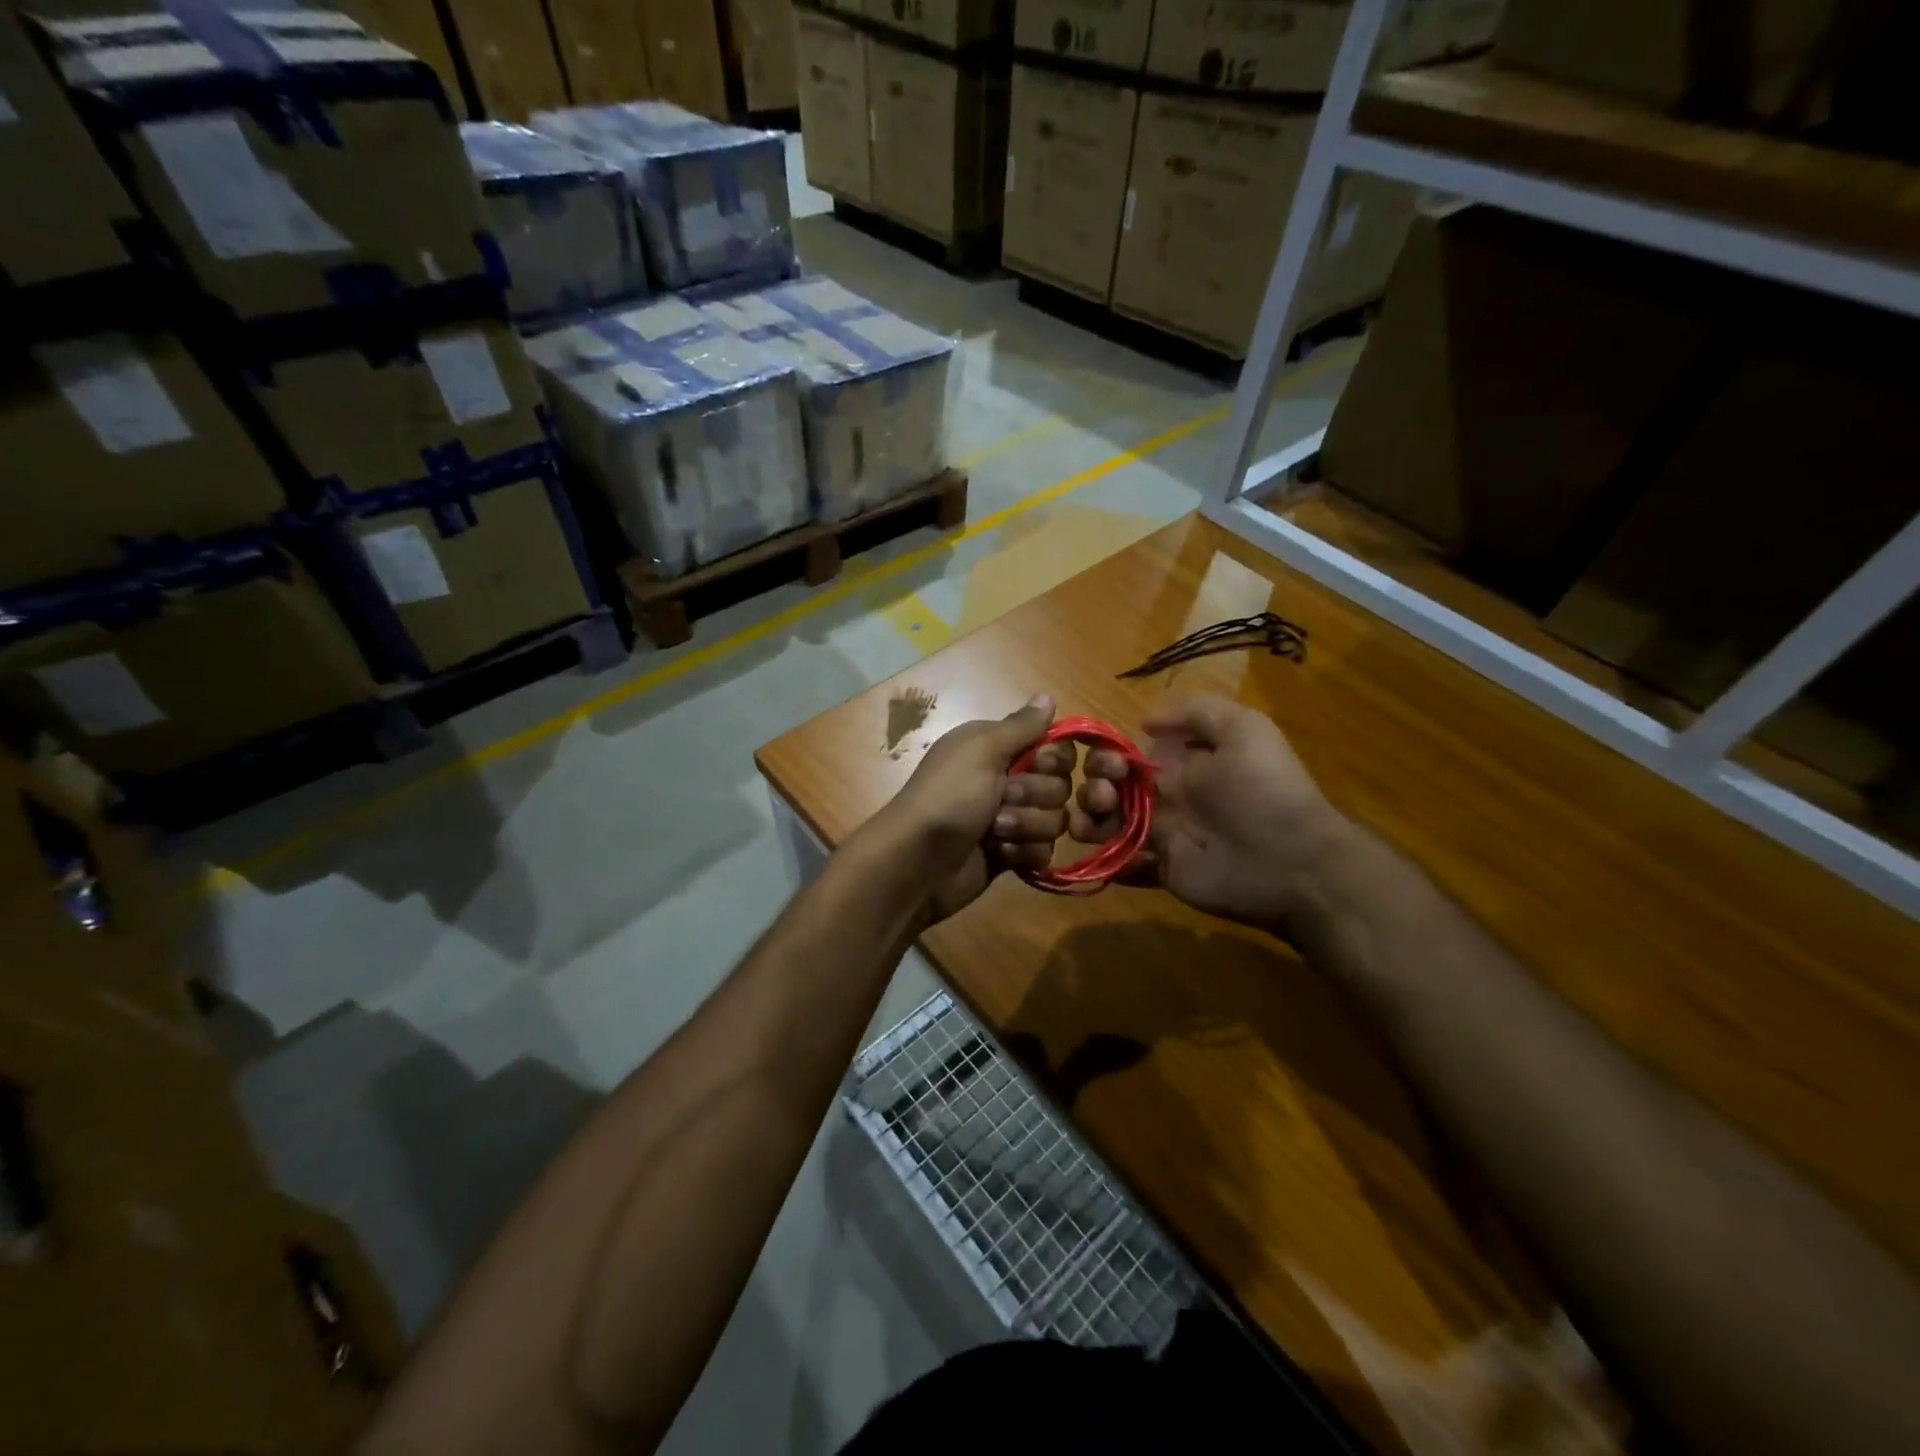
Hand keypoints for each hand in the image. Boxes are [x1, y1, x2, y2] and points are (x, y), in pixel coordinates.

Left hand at [873, 694, 1072, 923]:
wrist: (918, 861)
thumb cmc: (948, 796)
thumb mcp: (981, 750)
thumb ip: (1020, 725)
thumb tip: (1048, 695)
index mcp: (998, 748)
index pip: (1054, 747)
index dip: (1053, 759)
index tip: (1037, 763)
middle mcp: (1007, 780)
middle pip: (1059, 785)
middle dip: (1034, 795)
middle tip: (1001, 800)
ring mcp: (1011, 819)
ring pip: (1054, 820)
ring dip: (1025, 826)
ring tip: (994, 832)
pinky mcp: (1011, 854)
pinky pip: (1043, 851)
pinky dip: (1022, 853)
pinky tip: (998, 854)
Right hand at [1069, 693, 1349, 931]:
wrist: (1293, 862)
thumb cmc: (1264, 791)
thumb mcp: (1245, 730)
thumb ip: (1197, 713)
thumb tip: (1145, 722)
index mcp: (1179, 764)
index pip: (1126, 754)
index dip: (1106, 755)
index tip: (1112, 764)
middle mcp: (1164, 797)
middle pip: (1108, 788)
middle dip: (1093, 787)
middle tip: (1104, 796)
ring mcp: (1161, 836)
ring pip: (1106, 824)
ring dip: (1088, 820)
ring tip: (1090, 826)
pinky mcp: (1162, 871)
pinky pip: (1122, 864)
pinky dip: (1107, 860)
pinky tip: (1109, 852)